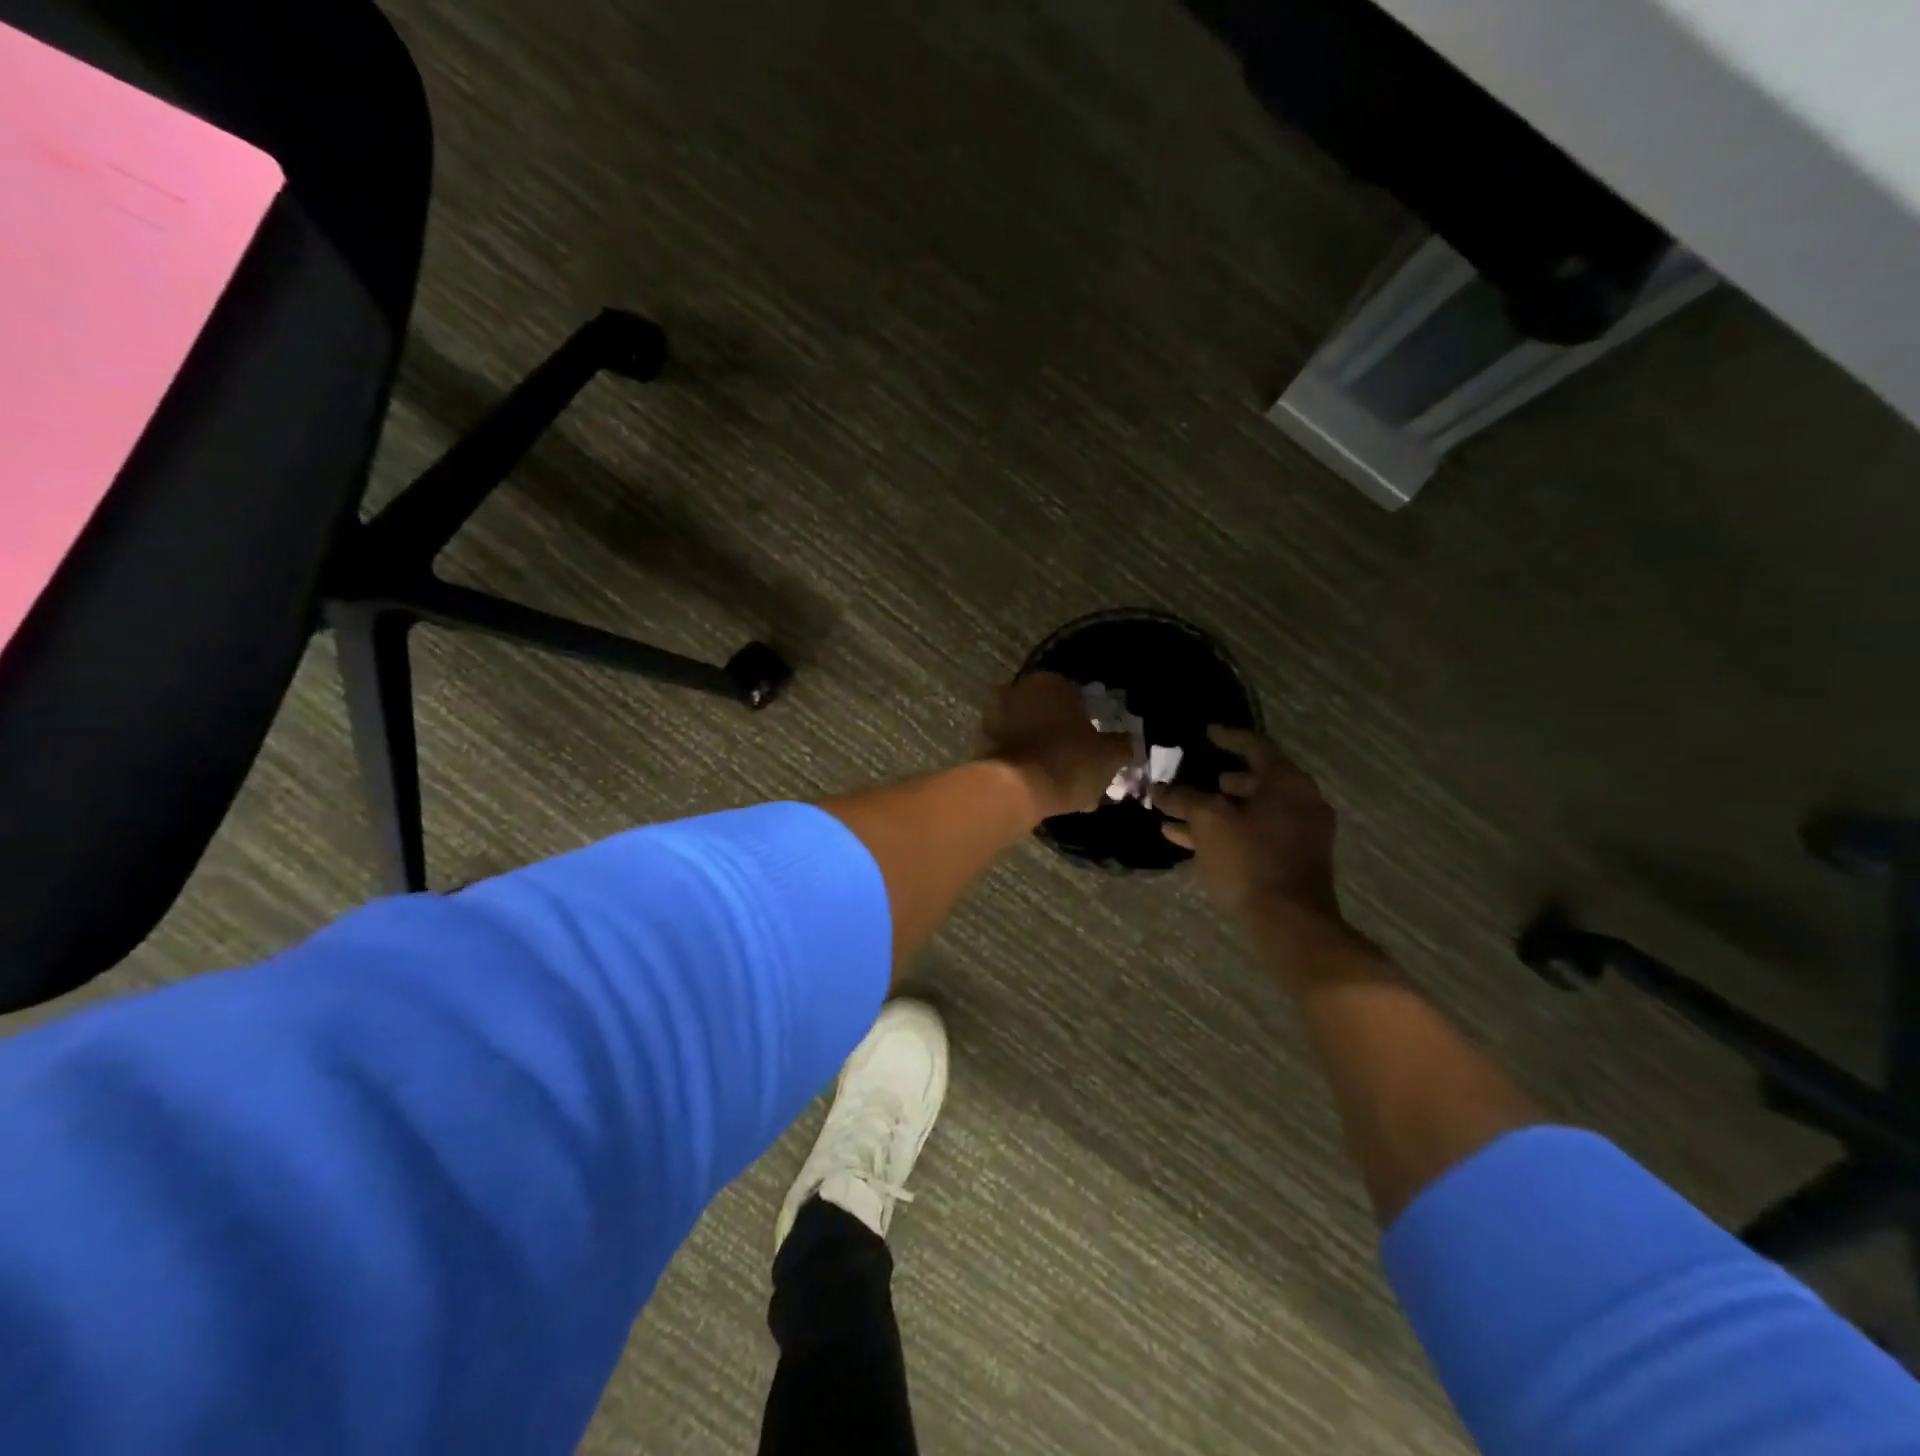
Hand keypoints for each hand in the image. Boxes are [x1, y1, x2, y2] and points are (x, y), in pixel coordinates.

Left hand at [979, 672, 1133, 820]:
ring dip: (1041, 748)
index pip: (1075, 694)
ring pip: (1027, 732)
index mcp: (1049, 682)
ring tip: (1059, 777)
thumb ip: (1121, 744)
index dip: (1088, 719)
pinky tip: (1039, 785)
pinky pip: (1011, 751)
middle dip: (1061, 733)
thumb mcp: (1108, 756)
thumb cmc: (1067, 762)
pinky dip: (1024, 763)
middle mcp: (1016, 690)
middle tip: (1077, 759)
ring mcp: (992, 716)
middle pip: (1047, 712)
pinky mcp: (979, 743)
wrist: (1013, 791)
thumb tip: (1127, 742)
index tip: (1096, 741)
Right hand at [1156, 726, 1341, 923]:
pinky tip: (1188, 840)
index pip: (1256, 747)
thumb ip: (1183, 798)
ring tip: (1177, 813)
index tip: (1206, 733)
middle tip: (1192, 777)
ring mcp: (1300, 834)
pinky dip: (1226, 832)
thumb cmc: (1249, 860)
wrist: (1289, 923)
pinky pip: (1255, 835)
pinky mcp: (1292, 861)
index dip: (1227, 738)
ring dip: (1215, 811)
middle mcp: (1300, 802)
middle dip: (1218, 781)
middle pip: (1255, 781)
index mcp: (1287, 782)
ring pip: (1250, 812)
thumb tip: (1160, 788)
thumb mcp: (1208, 822)